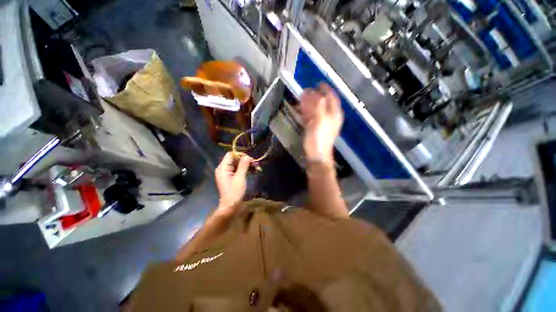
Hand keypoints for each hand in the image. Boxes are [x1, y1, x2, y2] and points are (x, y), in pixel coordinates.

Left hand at [214, 152, 252, 213]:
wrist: (230, 206)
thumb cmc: (234, 192)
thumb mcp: (240, 177)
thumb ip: (243, 165)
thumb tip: (248, 156)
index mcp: (223, 167)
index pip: (231, 155)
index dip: (241, 155)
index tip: (250, 159)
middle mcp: (224, 168)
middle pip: (235, 159)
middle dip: (246, 160)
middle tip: (256, 164)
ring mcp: (228, 173)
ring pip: (239, 164)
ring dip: (248, 165)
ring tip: (258, 168)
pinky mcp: (232, 177)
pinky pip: (239, 170)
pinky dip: (246, 170)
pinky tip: (255, 171)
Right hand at [299, 83, 342, 165]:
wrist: (317, 155)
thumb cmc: (319, 139)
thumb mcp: (320, 123)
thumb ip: (320, 109)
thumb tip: (321, 97)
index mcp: (334, 115)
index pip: (332, 98)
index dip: (326, 90)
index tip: (319, 83)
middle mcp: (329, 117)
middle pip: (323, 103)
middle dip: (315, 96)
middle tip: (306, 91)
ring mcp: (322, 123)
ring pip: (316, 110)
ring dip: (309, 104)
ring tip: (302, 98)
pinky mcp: (315, 128)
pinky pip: (311, 117)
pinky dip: (306, 113)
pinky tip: (301, 110)